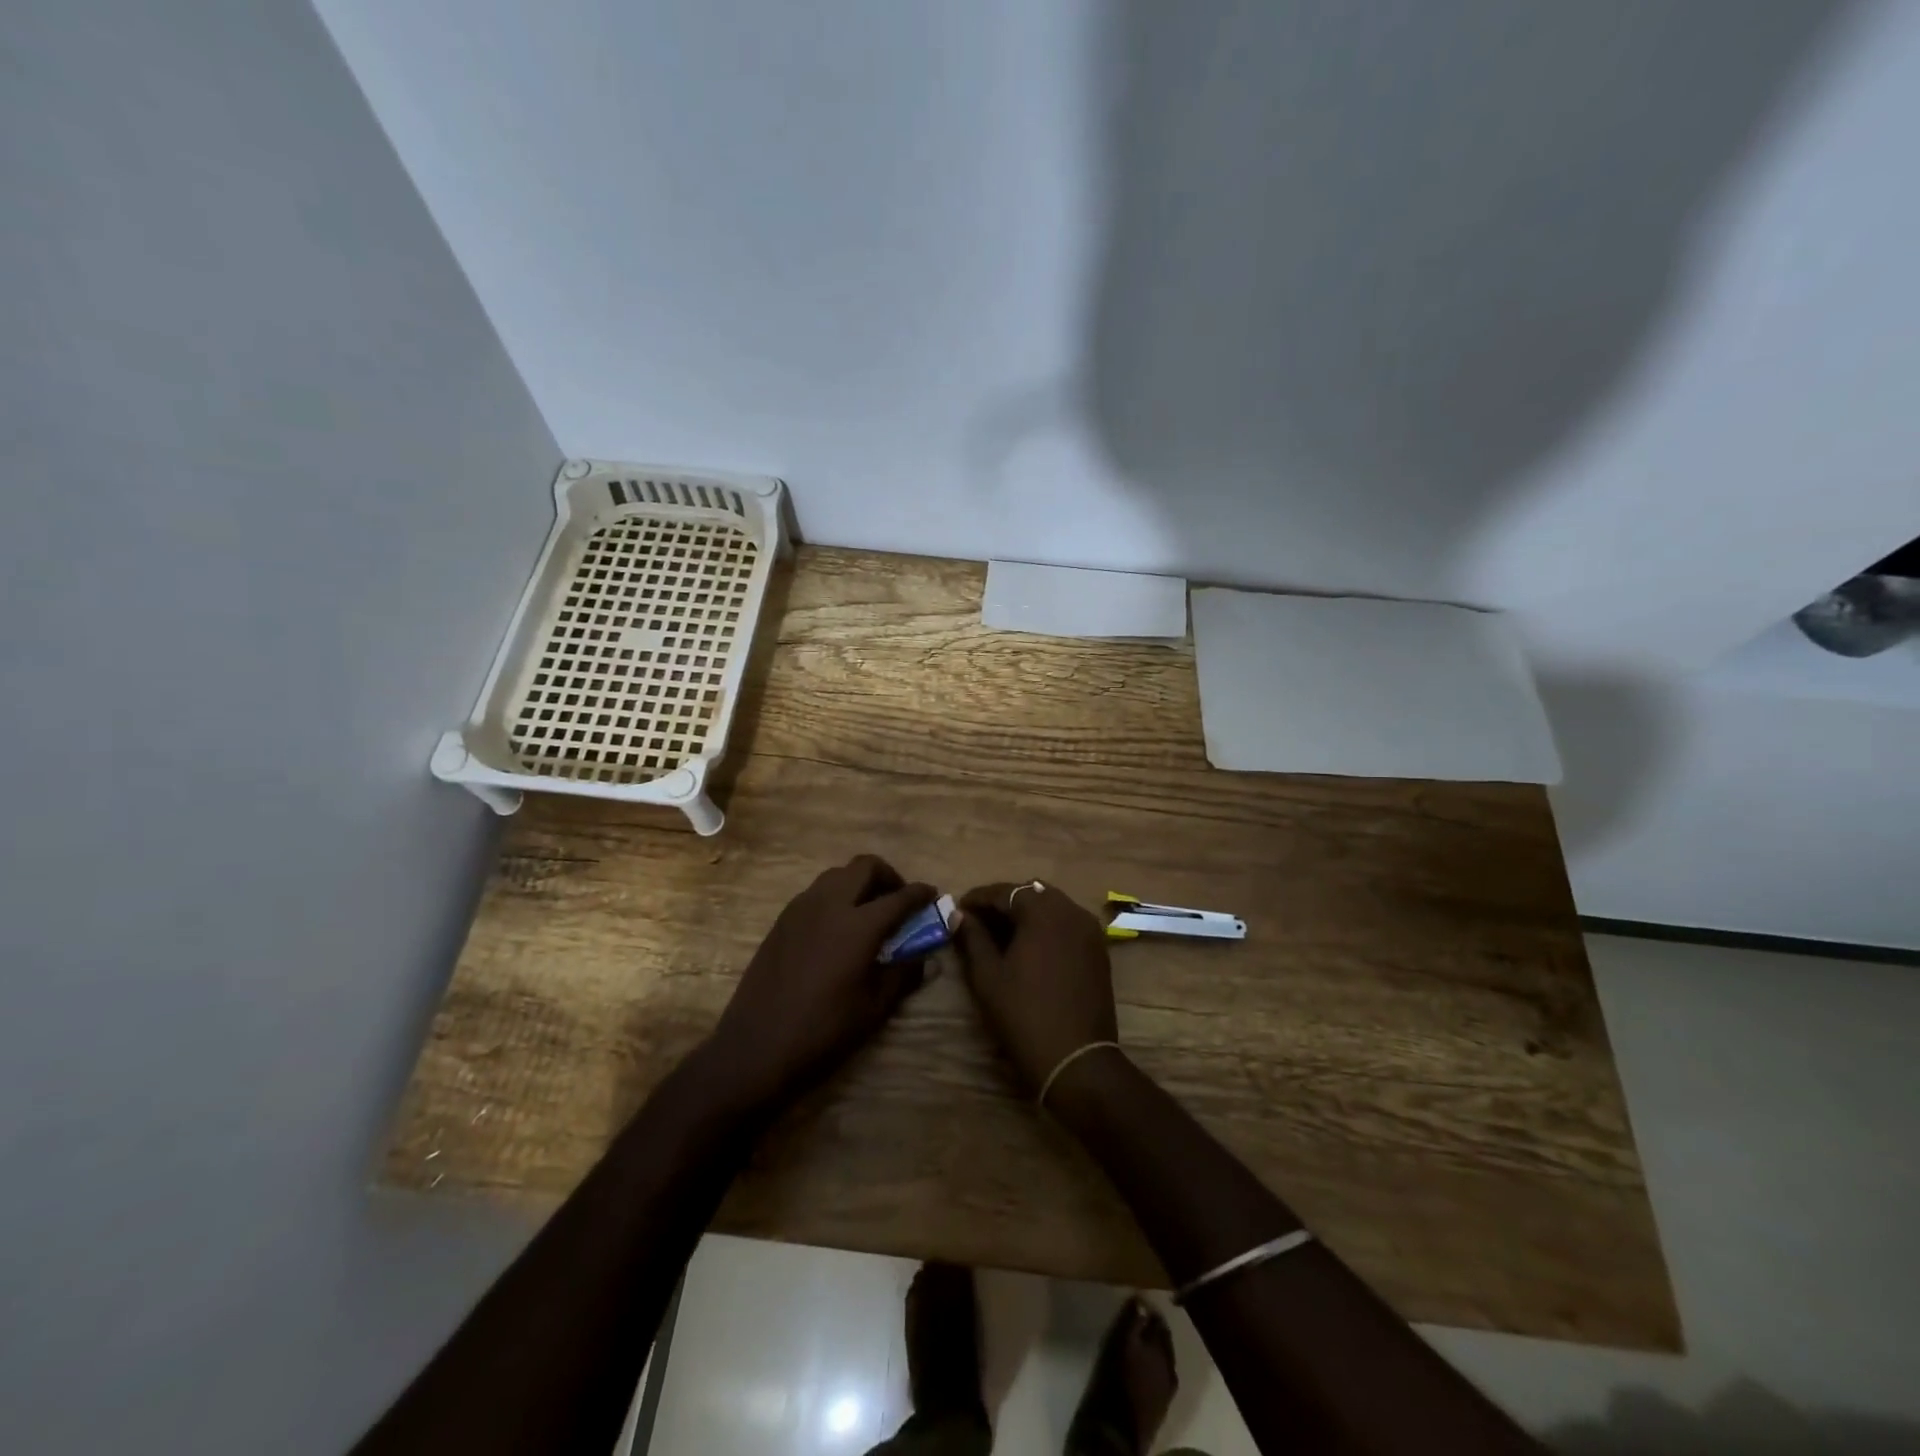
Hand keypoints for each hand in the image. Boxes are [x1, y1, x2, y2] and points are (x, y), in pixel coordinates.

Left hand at [701, 855, 936, 1114]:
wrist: (756, 1046)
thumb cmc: (823, 1031)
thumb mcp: (874, 1007)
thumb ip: (903, 974)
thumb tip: (926, 958)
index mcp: (858, 926)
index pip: (899, 896)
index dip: (920, 894)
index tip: (932, 895)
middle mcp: (830, 904)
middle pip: (865, 866)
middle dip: (888, 876)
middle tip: (897, 900)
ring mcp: (801, 908)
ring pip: (837, 874)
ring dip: (859, 883)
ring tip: (868, 912)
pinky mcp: (782, 920)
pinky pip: (816, 892)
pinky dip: (835, 896)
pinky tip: (838, 927)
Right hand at [953, 882, 1117, 1096]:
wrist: (1076, 1059)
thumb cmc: (1024, 1014)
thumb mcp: (988, 976)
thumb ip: (973, 938)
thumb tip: (959, 915)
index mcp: (1043, 911)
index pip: (1004, 891)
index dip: (978, 898)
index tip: (958, 909)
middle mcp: (1071, 910)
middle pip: (1031, 893)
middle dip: (1004, 903)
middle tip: (979, 922)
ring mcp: (1089, 930)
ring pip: (1052, 906)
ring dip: (1027, 913)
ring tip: (1002, 935)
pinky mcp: (1098, 950)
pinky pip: (1068, 924)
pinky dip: (1047, 927)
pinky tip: (1030, 947)